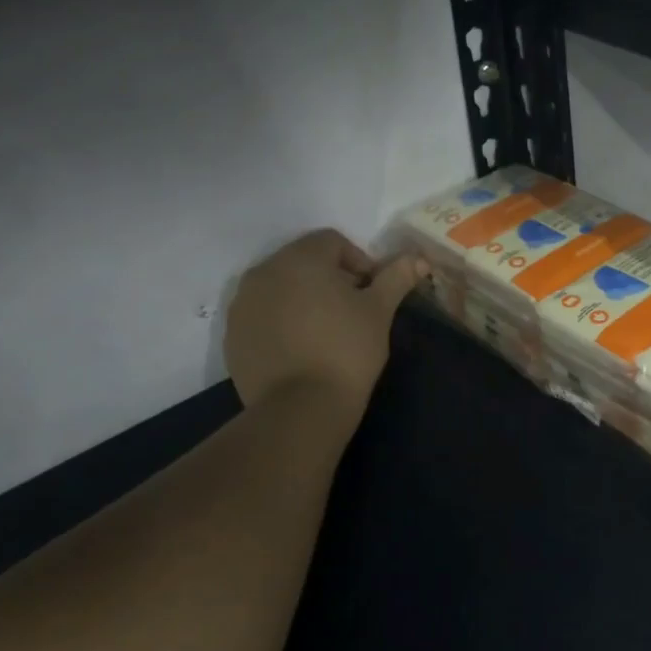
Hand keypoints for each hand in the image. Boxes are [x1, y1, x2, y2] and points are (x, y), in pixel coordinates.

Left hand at [224, 230, 420, 416]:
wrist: (300, 408)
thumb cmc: (346, 350)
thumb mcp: (379, 311)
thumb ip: (396, 278)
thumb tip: (419, 259)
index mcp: (300, 258)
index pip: (332, 242)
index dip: (359, 262)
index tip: (372, 293)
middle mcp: (263, 272)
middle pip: (302, 261)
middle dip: (329, 278)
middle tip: (351, 311)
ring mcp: (242, 304)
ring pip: (279, 288)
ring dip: (302, 299)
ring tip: (324, 331)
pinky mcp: (232, 335)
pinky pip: (262, 315)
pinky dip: (281, 322)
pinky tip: (300, 349)